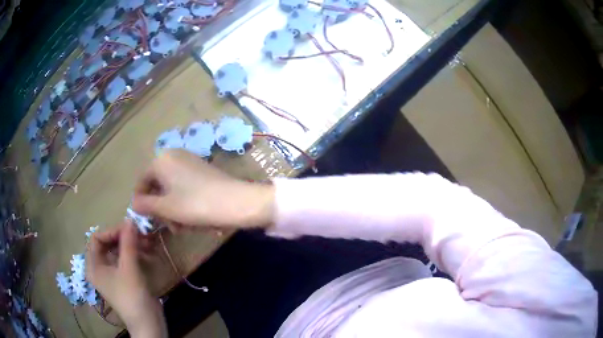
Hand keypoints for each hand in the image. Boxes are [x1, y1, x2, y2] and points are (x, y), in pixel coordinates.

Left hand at [86, 222, 166, 337]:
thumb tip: (130, 219)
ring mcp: (112, 274)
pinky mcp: (123, 279)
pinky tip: (149, 254)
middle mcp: (100, 267)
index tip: (129, 229)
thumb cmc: (132, 296)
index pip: (97, 238)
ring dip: (133, 245)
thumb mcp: (129, 268)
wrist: (147, 323)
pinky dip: (136, 255)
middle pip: (108, 244)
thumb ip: (128, 242)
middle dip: (124, 238)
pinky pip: (126, 260)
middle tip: (141, 233)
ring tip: (149, 243)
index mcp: (93, 265)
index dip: (111, 231)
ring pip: (119, 251)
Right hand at [132, 149, 274, 230]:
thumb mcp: (166, 207)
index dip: (142, 202)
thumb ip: (146, 204)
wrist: (237, 202)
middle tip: (171, 227)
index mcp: (161, 160)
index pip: (142, 181)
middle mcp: (174, 156)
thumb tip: (133, 203)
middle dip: (161, 209)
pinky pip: (185, 187)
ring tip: (183, 227)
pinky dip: (184, 203)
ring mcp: (189, 162)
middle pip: (157, 185)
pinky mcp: (202, 170)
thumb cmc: (196, 205)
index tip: (147, 220)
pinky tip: (193, 218)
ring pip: (172, 189)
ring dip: (173, 209)